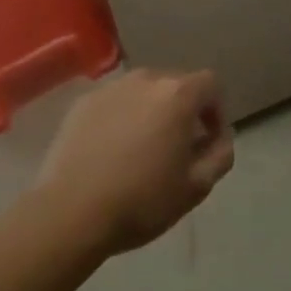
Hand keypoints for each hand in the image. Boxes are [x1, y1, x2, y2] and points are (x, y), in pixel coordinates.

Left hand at [35, 69, 234, 257]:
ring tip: (142, 149)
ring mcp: (111, 87)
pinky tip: (111, 151)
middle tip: (176, 148)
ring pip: (143, 92)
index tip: (208, 141)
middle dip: (183, 111)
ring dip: (151, 112)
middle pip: (176, 84)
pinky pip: (115, 102)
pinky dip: (121, 117)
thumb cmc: (141, 200)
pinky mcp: (83, 102)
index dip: (216, 110)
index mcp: (177, 94)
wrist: (70, 212)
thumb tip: (221, 137)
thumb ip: (220, 155)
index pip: (211, 84)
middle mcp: (146, 79)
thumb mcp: (196, 187)